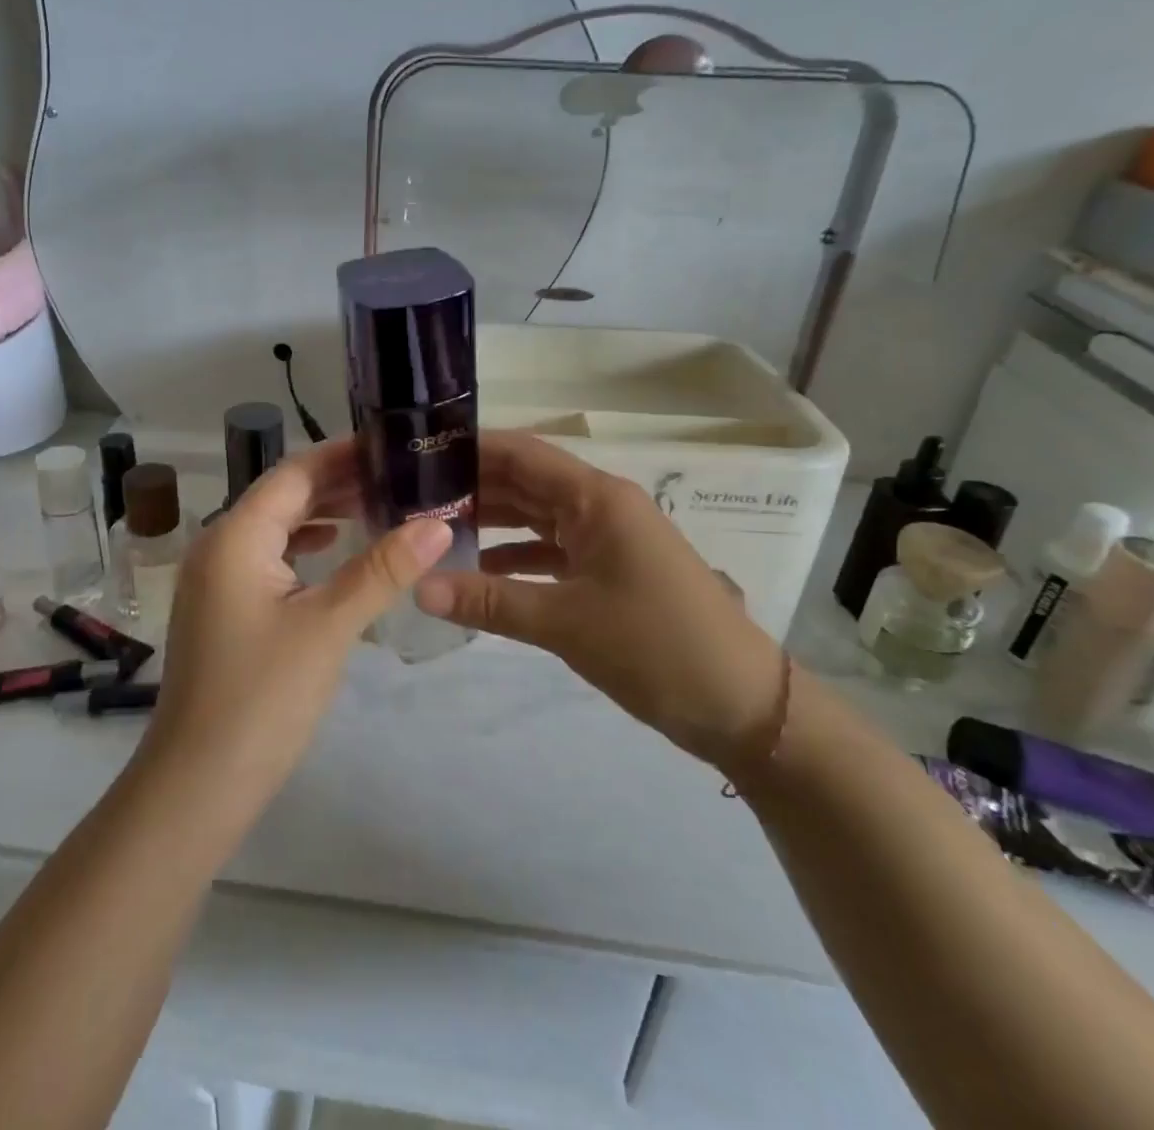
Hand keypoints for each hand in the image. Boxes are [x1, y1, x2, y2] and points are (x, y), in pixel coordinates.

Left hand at [142, 438, 452, 804]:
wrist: (197, 785)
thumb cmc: (262, 698)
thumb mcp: (329, 627)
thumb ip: (383, 569)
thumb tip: (438, 521)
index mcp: (236, 536)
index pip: (295, 473)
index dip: (344, 455)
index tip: (394, 446)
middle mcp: (218, 545)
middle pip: (284, 495)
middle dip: (339, 482)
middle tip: (400, 475)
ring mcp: (216, 579)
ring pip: (276, 527)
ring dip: (323, 513)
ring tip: (379, 504)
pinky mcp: (223, 608)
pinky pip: (268, 558)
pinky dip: (305, 546)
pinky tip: (335, 551)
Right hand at [414, 430, 785, 771]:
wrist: (742, 706)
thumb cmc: (657, 647)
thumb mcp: (566, 623)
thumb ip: (489, 601)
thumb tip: (417, 588)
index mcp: (597, 498)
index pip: (523, 453)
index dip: (472, 447)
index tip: (418, 453)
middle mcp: (600, 507)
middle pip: (526, 482)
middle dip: (472, 486)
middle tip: (411, 496)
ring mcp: (607, 539)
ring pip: (536, 517)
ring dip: (491, 522)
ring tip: (433, 529)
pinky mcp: (609, 571)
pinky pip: (551, 551)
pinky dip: (515, 557)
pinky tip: (478, 572)